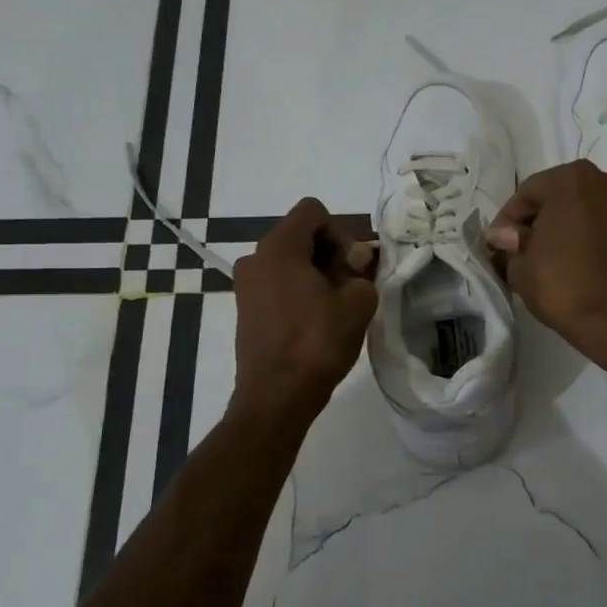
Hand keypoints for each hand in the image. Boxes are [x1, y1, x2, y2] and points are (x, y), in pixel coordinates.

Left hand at [231, 198, 377, 419]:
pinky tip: (315, 321)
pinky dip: (299, 292)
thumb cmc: (318, 343)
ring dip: (316, 274)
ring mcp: (245, 284)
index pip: (313, 211)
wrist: (277, 396)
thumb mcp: (357, 303)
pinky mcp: (245, 308)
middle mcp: (255, 257)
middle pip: (300, 235)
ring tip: (335, 308)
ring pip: (290, 261)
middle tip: (350, 288)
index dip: (340, 231)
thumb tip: (356, 260)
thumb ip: (361, 271)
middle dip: (330, 253)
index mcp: (279, 246)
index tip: (351, 267)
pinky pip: (278, 284)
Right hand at [486, 160, 606, 365]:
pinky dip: (587, 237)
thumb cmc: (564, 286)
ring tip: (547, 257)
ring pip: (584, 210)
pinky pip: (604, 226)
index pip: (526, 193)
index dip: (507, 221)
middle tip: (519, 250)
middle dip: (537, 221)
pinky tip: (574, 261)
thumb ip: (510, 245)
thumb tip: (506, 237)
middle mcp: (605, 180)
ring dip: (564, 228)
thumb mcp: (520, 268)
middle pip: (558, 196)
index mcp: (572, 179)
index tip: (497, 245)